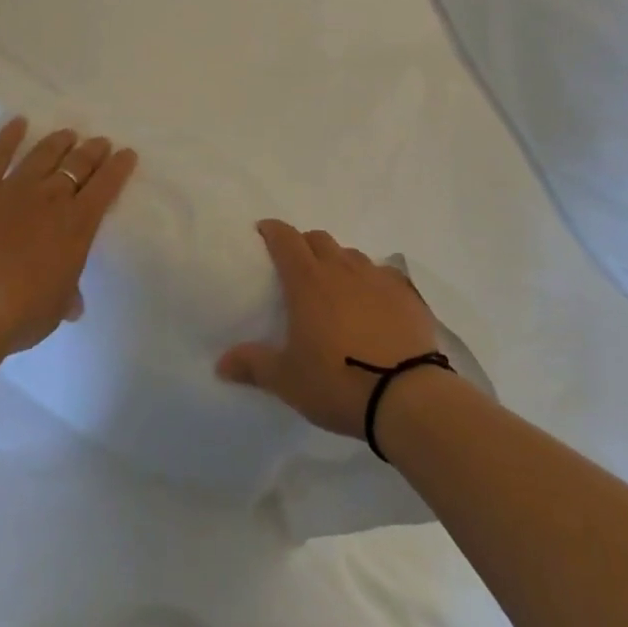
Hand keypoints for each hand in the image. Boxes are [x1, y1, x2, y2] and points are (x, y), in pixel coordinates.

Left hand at [0, 119, 137, 356]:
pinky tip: (19, 123)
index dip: (119, 167)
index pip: (106, 186)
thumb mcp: (54, 309)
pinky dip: (10, 136)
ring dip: (59, 141)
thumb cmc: (19, 316)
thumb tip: (74, 303)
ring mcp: (14, 187)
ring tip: (68, 134)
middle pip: (78, 163)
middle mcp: (52, 197)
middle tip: (100, 142)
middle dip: (93, 150)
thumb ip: (67, 296)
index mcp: (77, 224)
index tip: (126, 154)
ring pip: (44, 154)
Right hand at [216, 219, 440, 438]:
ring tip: (335, 287)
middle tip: (297, 265)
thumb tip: (220, 364)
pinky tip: (374, 303)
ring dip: (338, 262)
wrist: (406, 395)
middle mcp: (341, 269)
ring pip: (351, 255)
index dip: (273, 231)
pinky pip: (383, 275)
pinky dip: (372, 282)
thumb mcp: (288, 380)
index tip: (264, 232)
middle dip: (304, 244)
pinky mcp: (405, 293)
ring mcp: (376, 277)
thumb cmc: (338, 382)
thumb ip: (254, 365)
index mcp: (308, 281)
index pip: (286, 239)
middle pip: (319, 239)